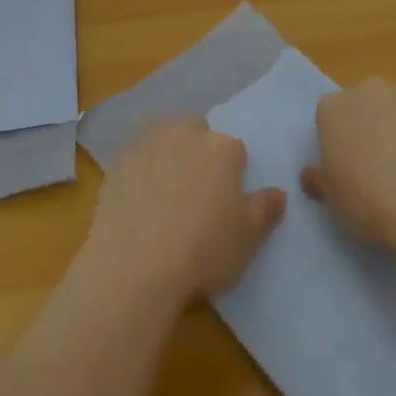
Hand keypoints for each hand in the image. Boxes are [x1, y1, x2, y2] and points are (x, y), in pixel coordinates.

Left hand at [83, 119, 285, 302]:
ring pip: (163, 137)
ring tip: (167, 191)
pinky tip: (139, 200)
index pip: (235, 149)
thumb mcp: (248, 238)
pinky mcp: (117, 162)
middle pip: (196, 131)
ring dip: (168, 153)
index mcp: (220, 147)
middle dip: (199, 150)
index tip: (228, 199)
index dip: (234, 173)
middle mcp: (183, 134)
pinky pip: (136, 158)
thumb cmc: (203, 249)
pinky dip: (140, 171)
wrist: (136, 264)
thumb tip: (278, 193)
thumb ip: (265, 209)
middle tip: (198, 190)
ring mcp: (146, 144)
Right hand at [301, 78, 395, 248]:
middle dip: (371, 127)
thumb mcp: (332, 199)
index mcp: (333, 107)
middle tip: (380, 166)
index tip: (348, 167)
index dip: (339, 141)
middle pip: (366, 105)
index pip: (330, 116)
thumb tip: (311, 173)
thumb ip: (319, 179)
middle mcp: (369, 91)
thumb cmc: (369, 200)